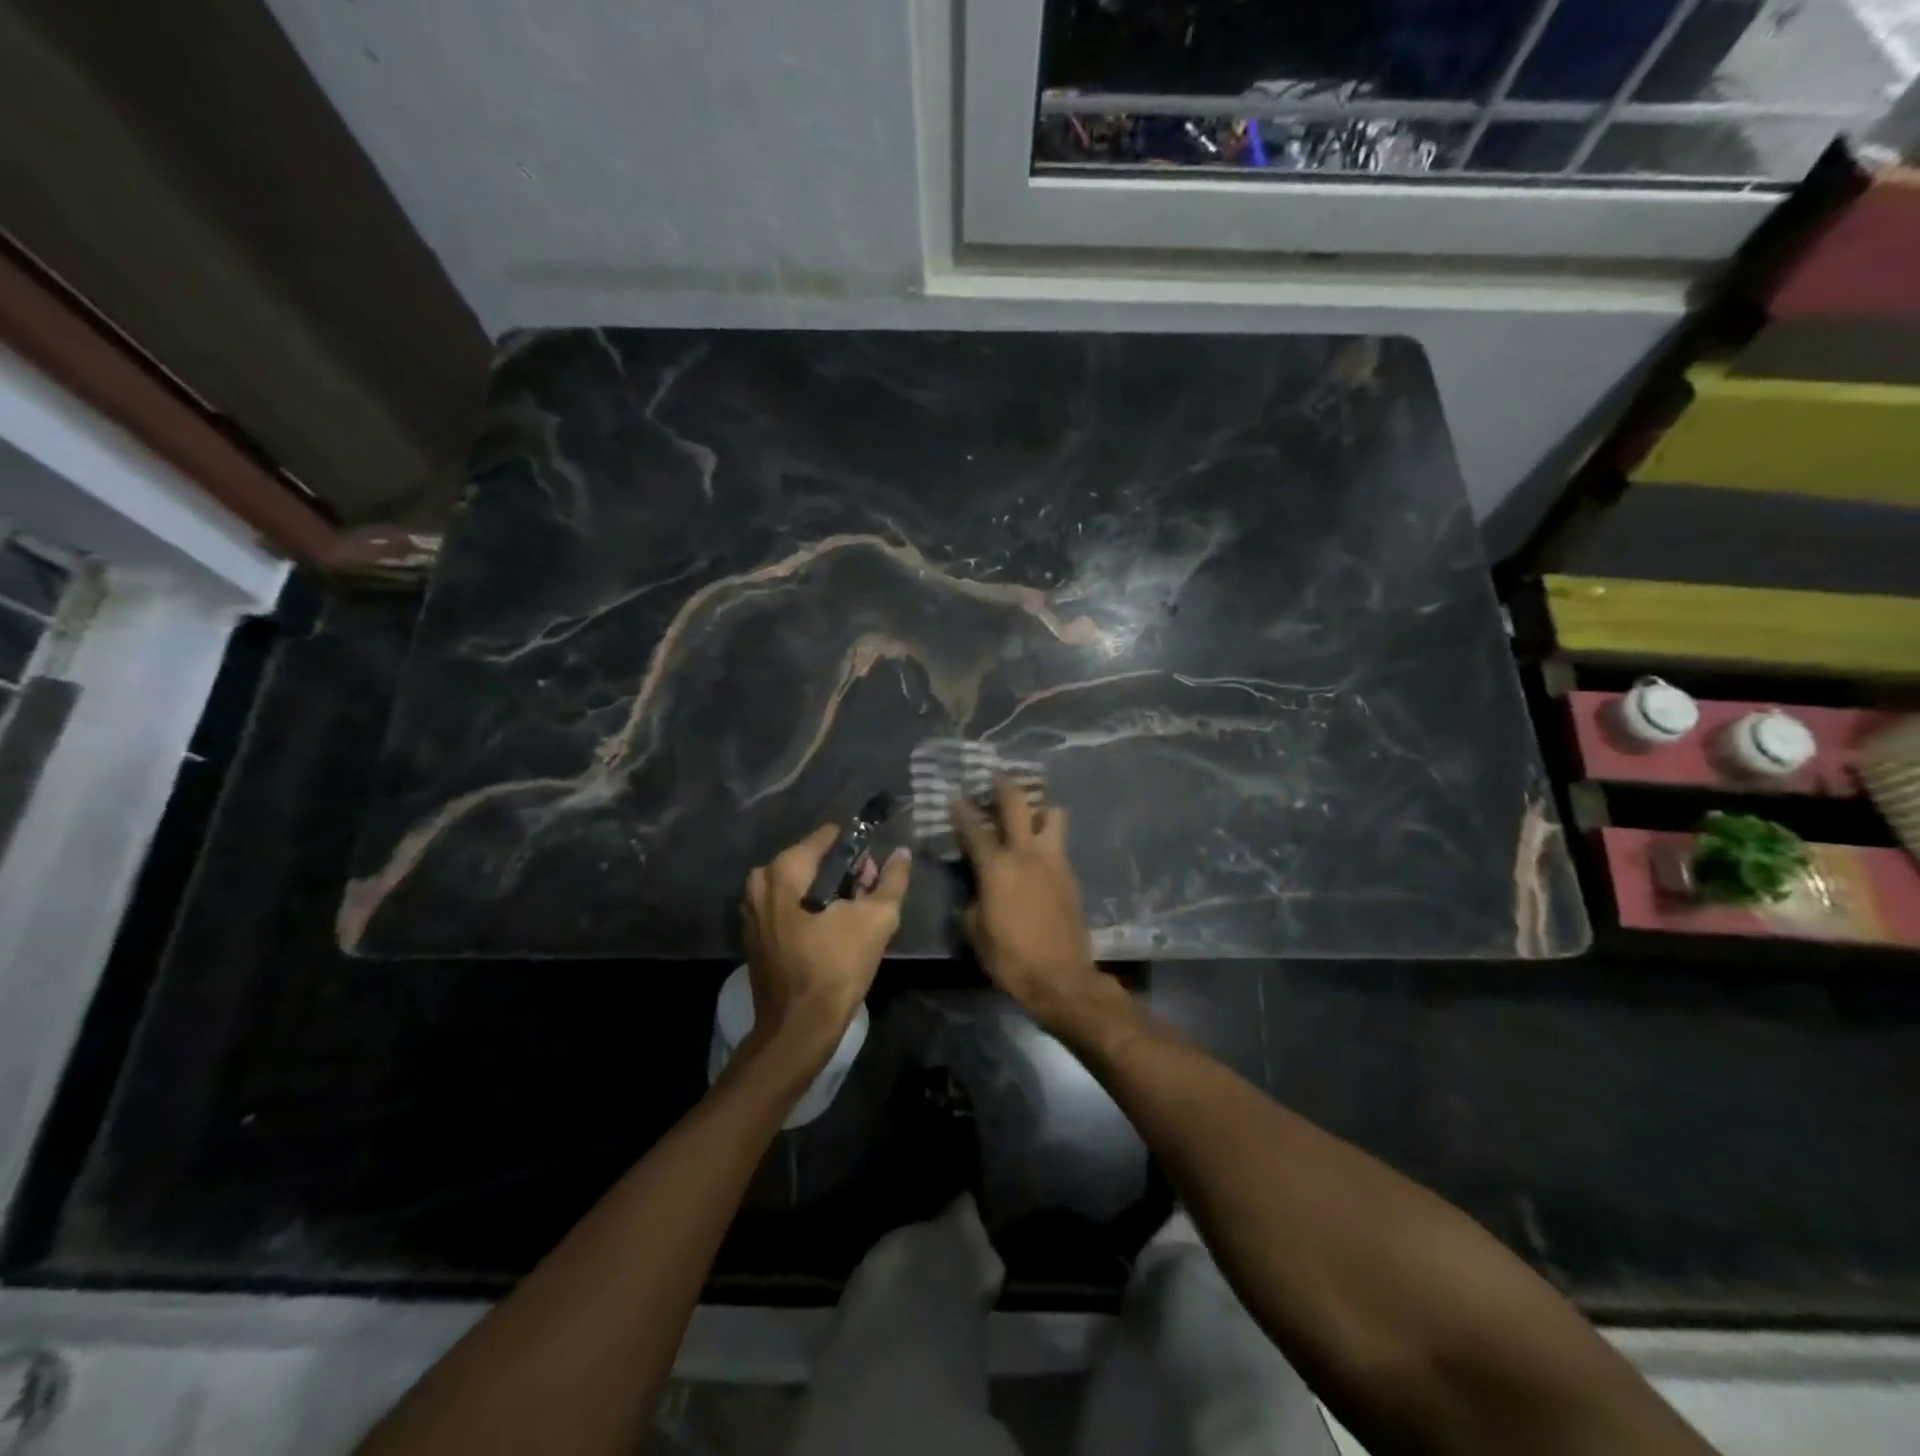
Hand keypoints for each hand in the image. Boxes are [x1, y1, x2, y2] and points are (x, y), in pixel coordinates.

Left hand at [741, 825, 910, 1060]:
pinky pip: (787, 906)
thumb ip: (892, 880)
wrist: (799, 1027)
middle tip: (868, 894)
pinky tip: (832, 930)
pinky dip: (809, 910)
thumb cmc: (837, 967)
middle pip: (812, 861)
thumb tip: (901, 853)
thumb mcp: (877, 920)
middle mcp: (760, 882)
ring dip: (828, 893)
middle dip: (843, 872)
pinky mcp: (753, 934)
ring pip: (799, 884)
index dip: (857, 848)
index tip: (875, 867)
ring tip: (854, 914)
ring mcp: (751, 909)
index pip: (827, 838)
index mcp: (784, 870)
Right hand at [953, 776, 1104, 1024]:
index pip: (974, 828)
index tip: (955, 795)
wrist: (1061, 978)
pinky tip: (1039, 850)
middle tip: (996, 776)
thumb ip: (972, 902)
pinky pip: (1059, 843)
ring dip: (1039, 807)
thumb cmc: (1011, 957)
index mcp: (997, 867)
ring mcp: (1054, 861)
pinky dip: (1048, 837)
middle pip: (1017, 803)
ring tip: (1028, 812)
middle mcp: (1027, 853)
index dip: (962, 810)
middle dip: (1004, 785)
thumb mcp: (976, 932)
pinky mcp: (1071, 874)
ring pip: (1052, 814)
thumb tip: (975, 891)